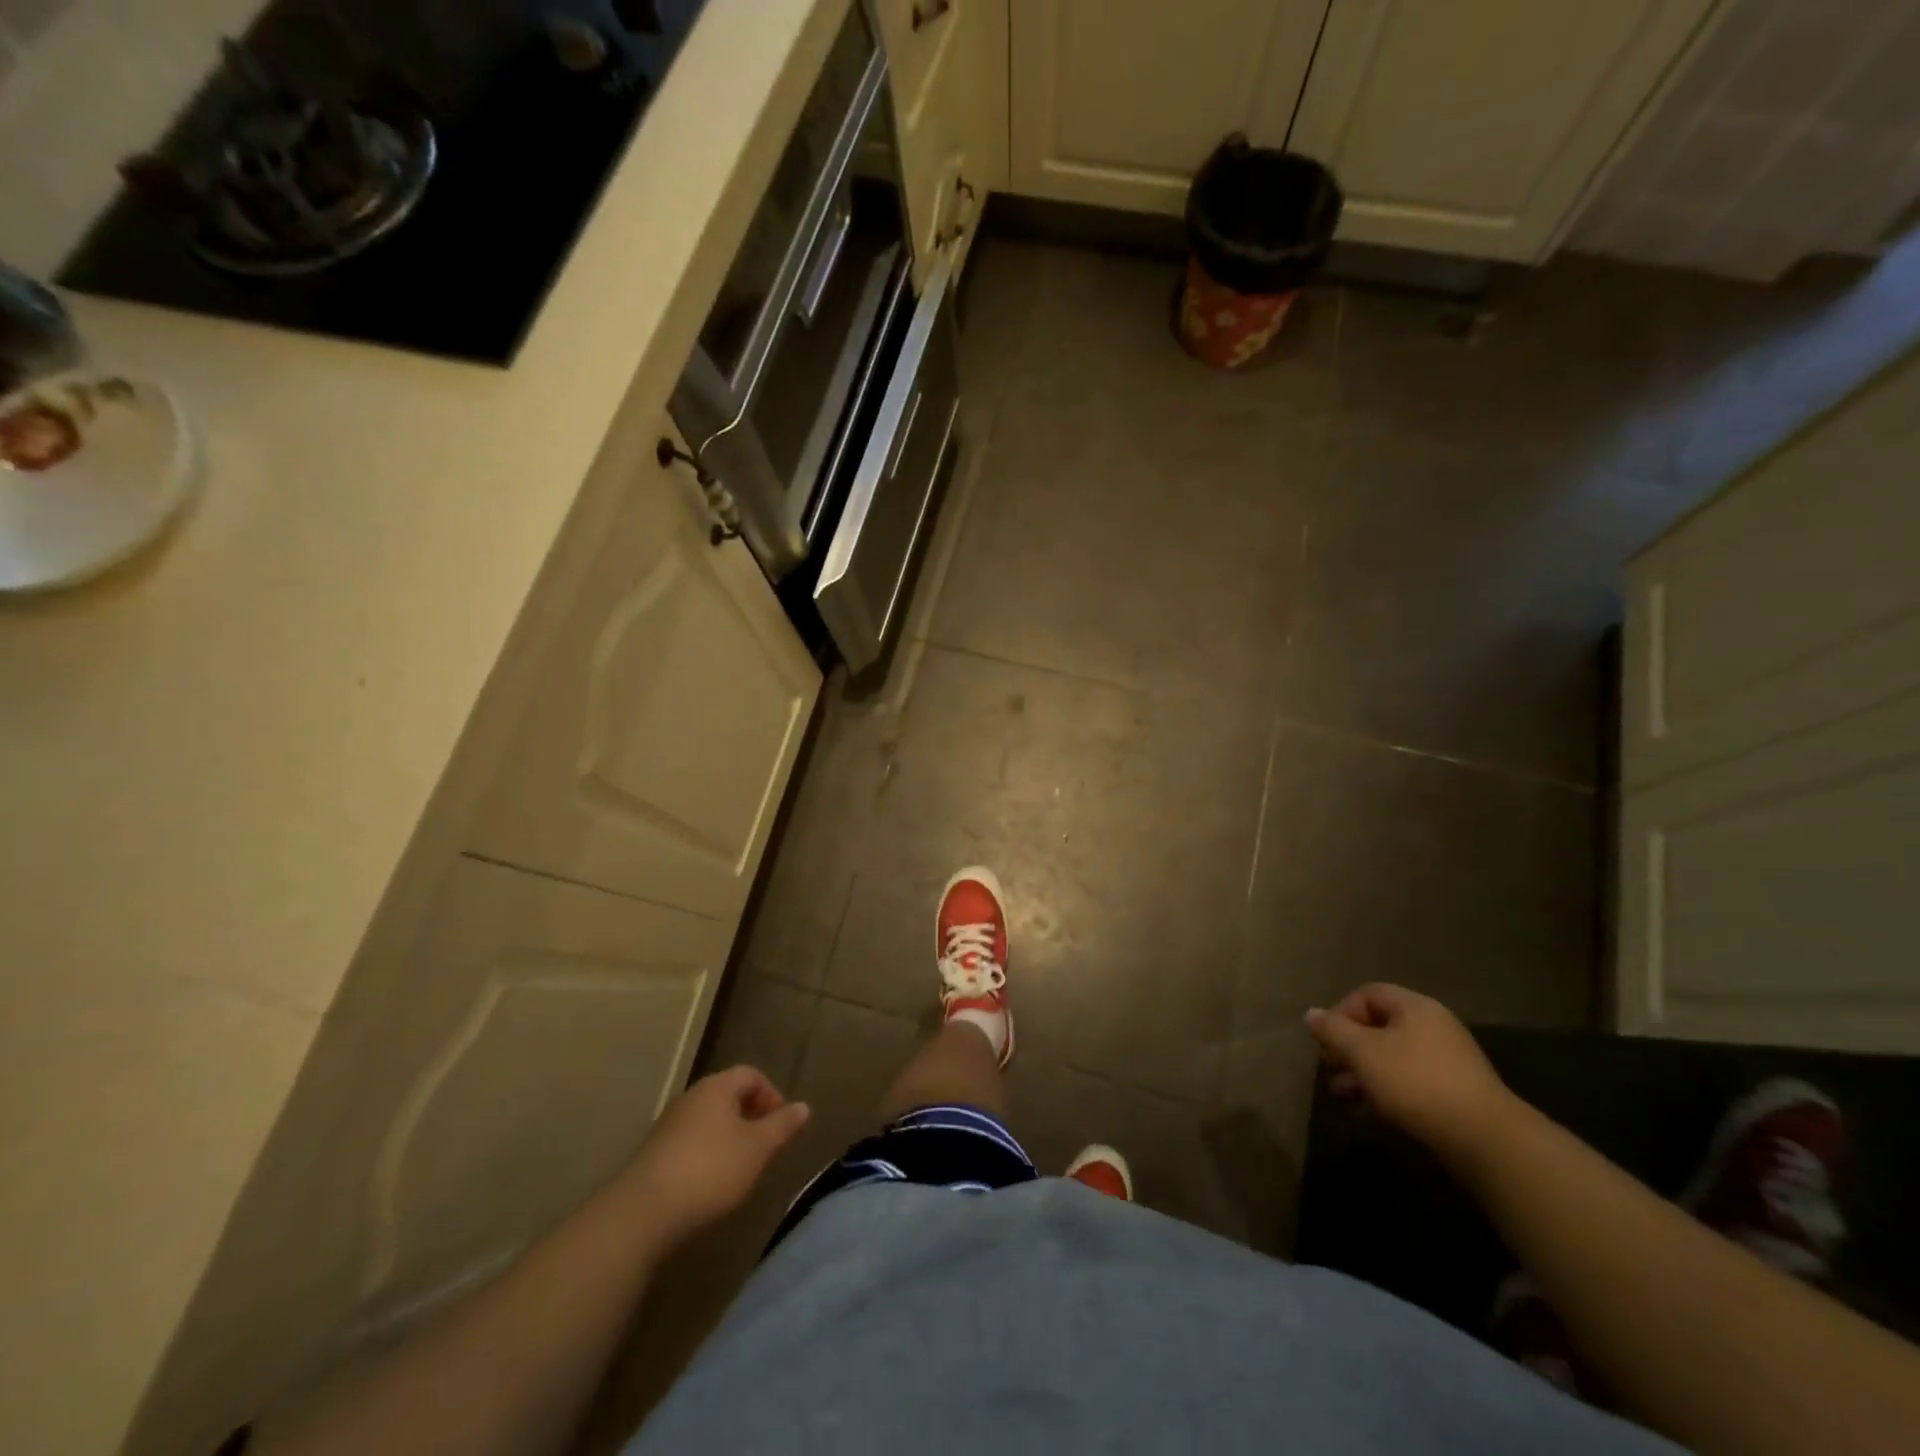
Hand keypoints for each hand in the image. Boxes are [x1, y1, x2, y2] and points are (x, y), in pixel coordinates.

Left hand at [620, 1066, 810, 1249]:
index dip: (772, 1095)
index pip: (751, 1075)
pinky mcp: (653, 1154)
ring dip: (729, 1138)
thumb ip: (782, 1126)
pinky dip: (707, 1155)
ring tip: (741, 1168)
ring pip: (709, 1121)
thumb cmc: (710, 1171)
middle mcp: (691, 1097)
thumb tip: (804, 1107)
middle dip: (751, 1117)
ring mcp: (668, 1125)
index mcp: (717, 1087)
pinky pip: (690, 1143)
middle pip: (728, 1096)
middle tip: (765, 1147)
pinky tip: (710, 1184)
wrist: (641, 1214)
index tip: (782, 1126)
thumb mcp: (757, 1149)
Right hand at [1305, 984, 1514, 1165]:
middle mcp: (1434, 1026)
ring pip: (1393, 1057)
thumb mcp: (1363, 1052)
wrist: (1485, 1139)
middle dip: (1349, 1048)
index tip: (1327, 1040)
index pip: (1367, 993)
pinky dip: (1386, 1090)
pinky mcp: (1456, 1092)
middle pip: (1379, 1026)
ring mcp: (1448, 1060)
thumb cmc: (1416, 1083)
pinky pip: (1410, 1080)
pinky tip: (1369, 1111)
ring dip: (1363, 1072)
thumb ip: (1333, 1030)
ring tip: (1343, 1096)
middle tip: (1330, 1069)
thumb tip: (1311, 1013)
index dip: (1341, 1012)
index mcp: (1415, 1007)